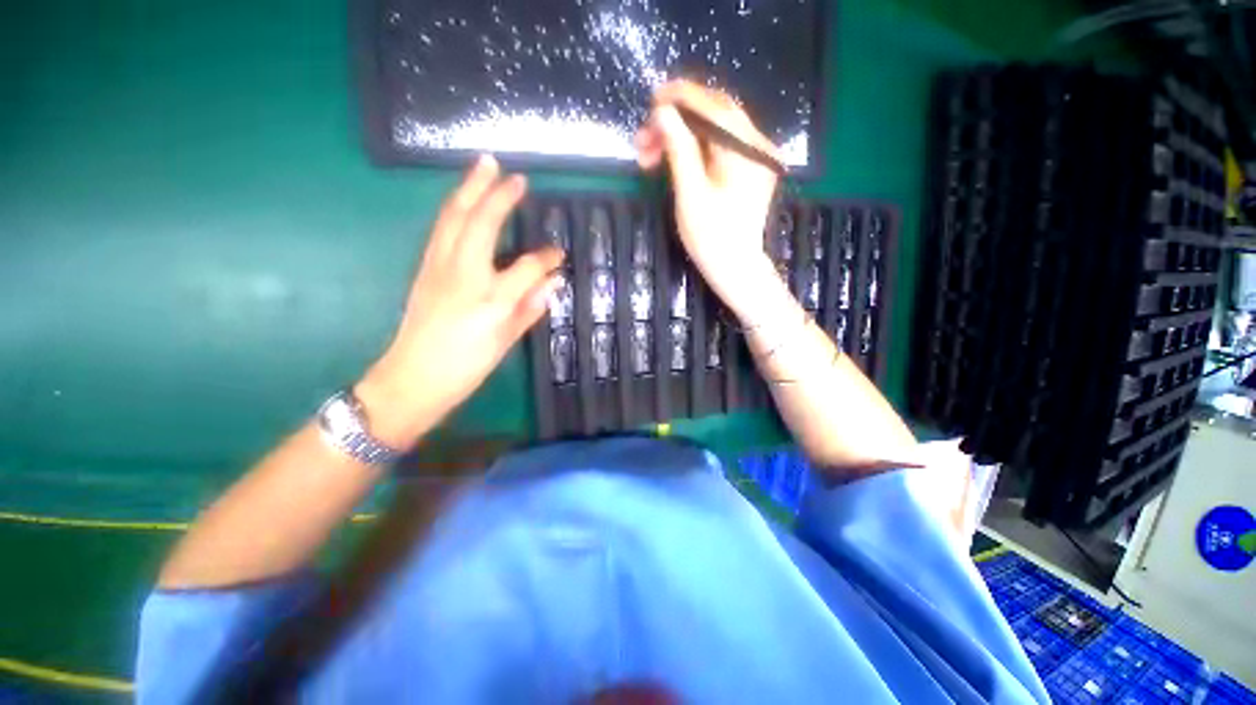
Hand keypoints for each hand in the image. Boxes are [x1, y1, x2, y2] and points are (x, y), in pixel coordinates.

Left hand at [356, 156, 563, 448]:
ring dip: (470, 189)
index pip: (527, 267)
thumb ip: (530, 308)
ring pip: (454, 218)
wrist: (413, 379)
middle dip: (498, 195)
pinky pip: (442, 229)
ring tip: (483, 165)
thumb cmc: (465, 366)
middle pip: (481, 224)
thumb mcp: (505, 341)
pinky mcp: (424, 268)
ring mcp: (438, 267)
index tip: (559, 253)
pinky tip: (463, 200)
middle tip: (513, 173)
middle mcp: (464, 275)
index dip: (546, 258)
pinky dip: (455, 208)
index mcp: (491, 299)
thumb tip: (553, 283)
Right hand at [635, 80, 782, 316]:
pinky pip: (719, 149)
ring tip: (649, 157)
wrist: (735, 270)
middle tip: (643, 141)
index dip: (681, 98)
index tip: (651, 100)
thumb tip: (663, 113)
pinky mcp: (748, 171)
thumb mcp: (690, 194)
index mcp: (746, 151)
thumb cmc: (711, 239)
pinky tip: (672, 161)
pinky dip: (694, 150)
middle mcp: (757, 147)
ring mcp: (755, 159)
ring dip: (680, 138)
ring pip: (713, 133)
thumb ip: (679, 149)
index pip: (714, 107)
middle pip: (714, 116)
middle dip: (675, 122)